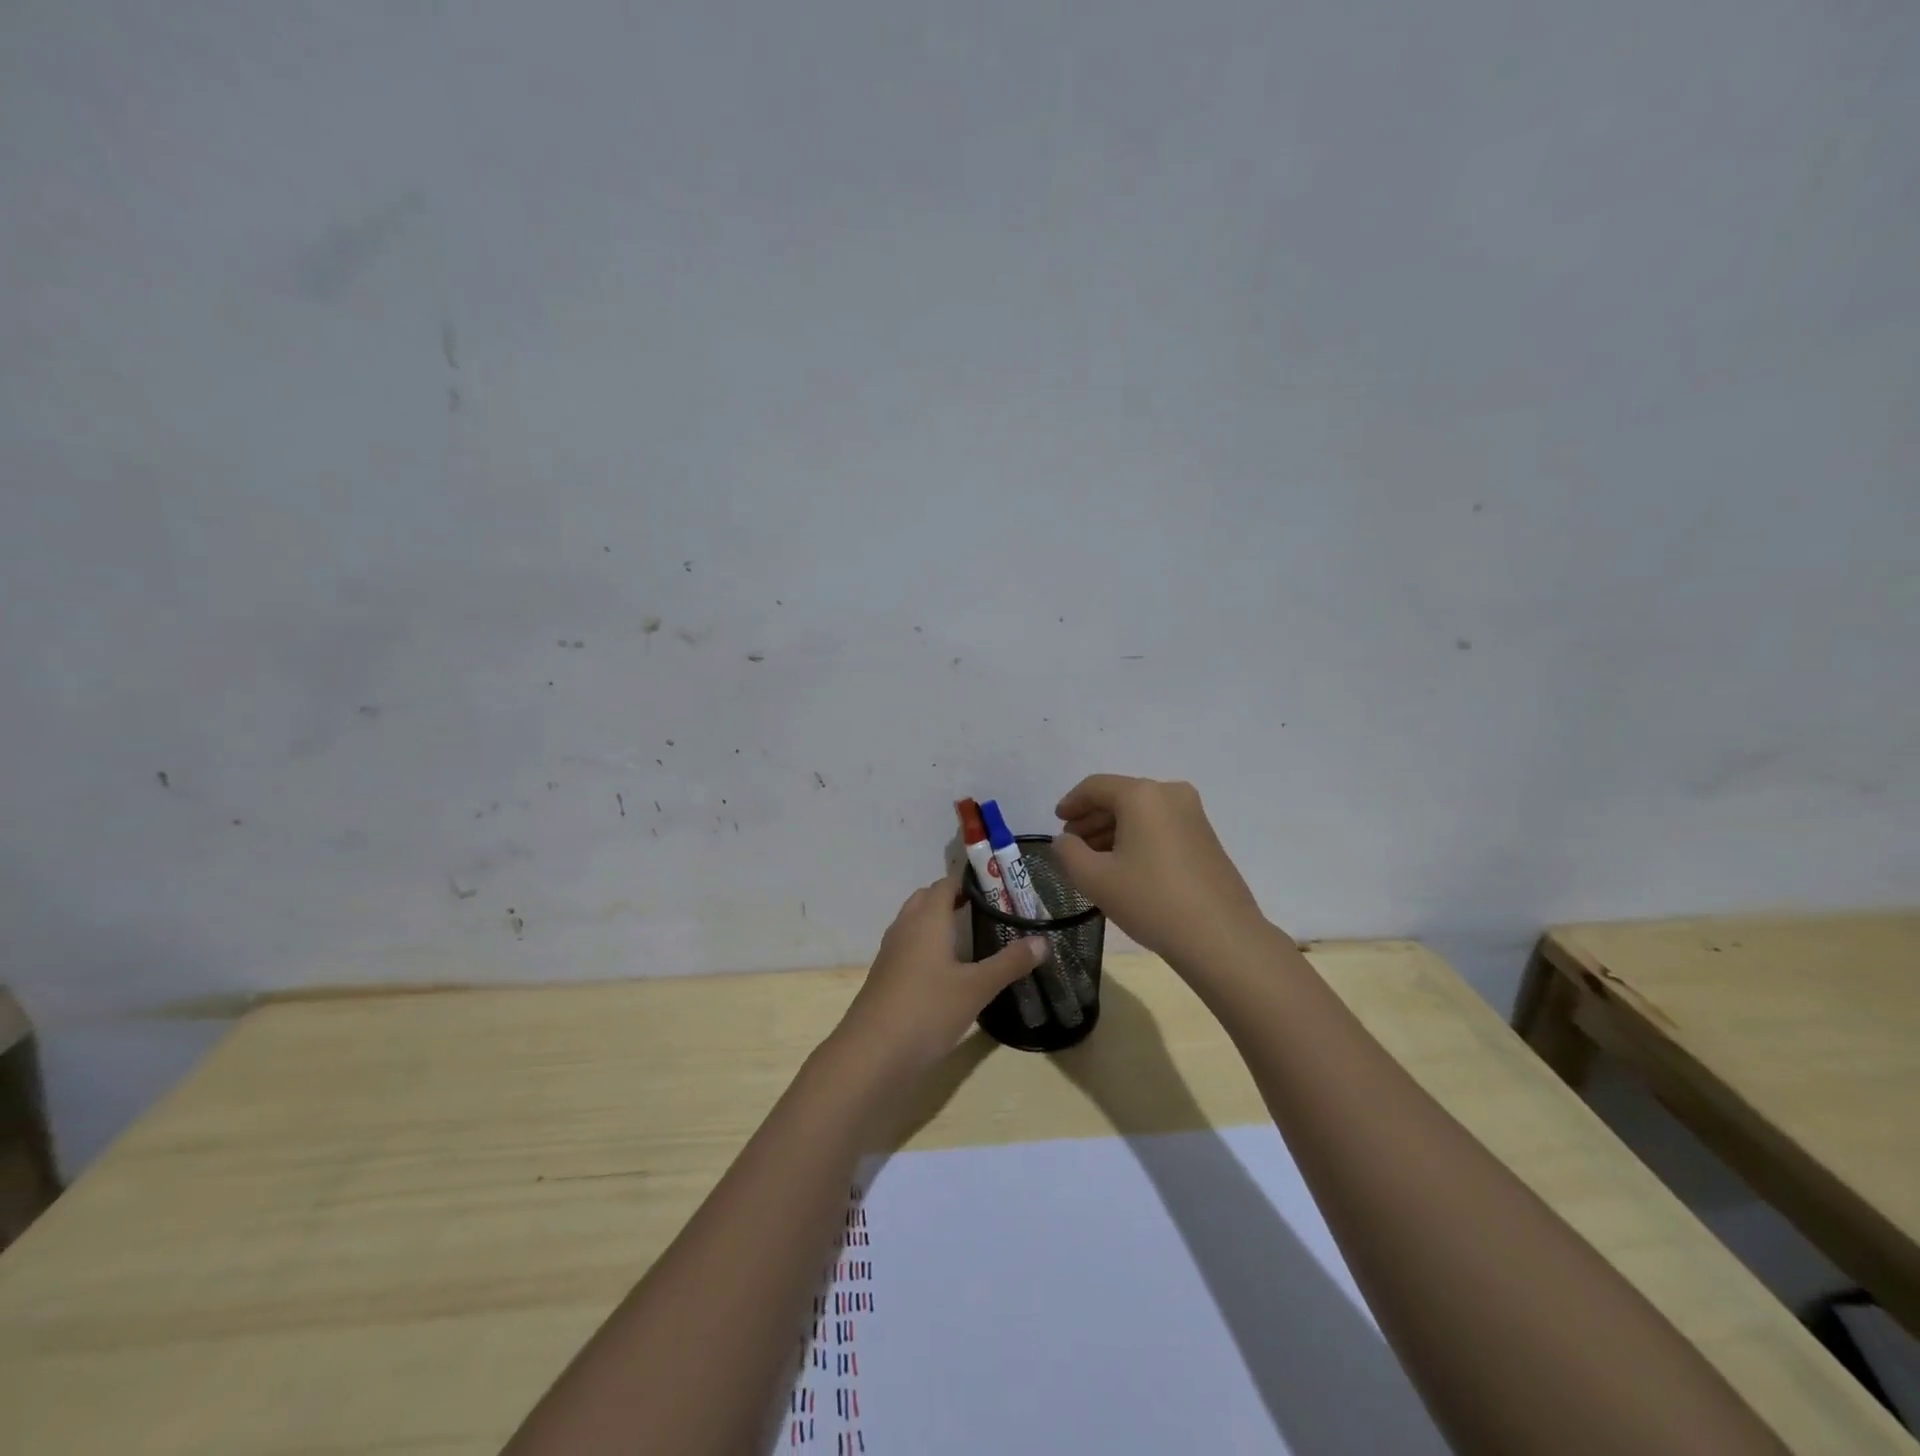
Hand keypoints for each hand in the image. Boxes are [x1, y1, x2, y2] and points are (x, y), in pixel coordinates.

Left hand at [836, 873, 1048, 1076]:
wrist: (872, 1053)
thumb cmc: (927, 1010)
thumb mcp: (976, 988)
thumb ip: (1009, 963)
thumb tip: (1043, 941)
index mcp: (927, 918)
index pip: (947, 883)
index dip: (971, 880)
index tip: (999, 885)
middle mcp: (906, 926)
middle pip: (929, 898)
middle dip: (955, 898)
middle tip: (989, 909)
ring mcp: (892, 951)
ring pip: (916, 922)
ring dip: (940, 921)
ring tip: (972, 934)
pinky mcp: (886, 975)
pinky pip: (910, 945)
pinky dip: (929, 944)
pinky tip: (949, 968)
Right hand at [1052, 775, 1269, 969]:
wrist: (1220, 936)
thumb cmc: (1151, 900)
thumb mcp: (1095, 878)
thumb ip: (1068, 853)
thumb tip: (1065, 841)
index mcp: (1142, 795)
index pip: (1095, 787)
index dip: (1071, 803)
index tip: (1057, 822)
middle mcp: (1170, 793)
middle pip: (1120, 797)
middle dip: (1092, 818)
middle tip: (1072, 844)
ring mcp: (1193, 814)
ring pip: (1142, 812)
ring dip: (1114, 830)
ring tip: (1095, 859)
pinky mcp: (1206, 837)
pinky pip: (1161, 826)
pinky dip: (1138, 837)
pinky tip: (1126, 865)